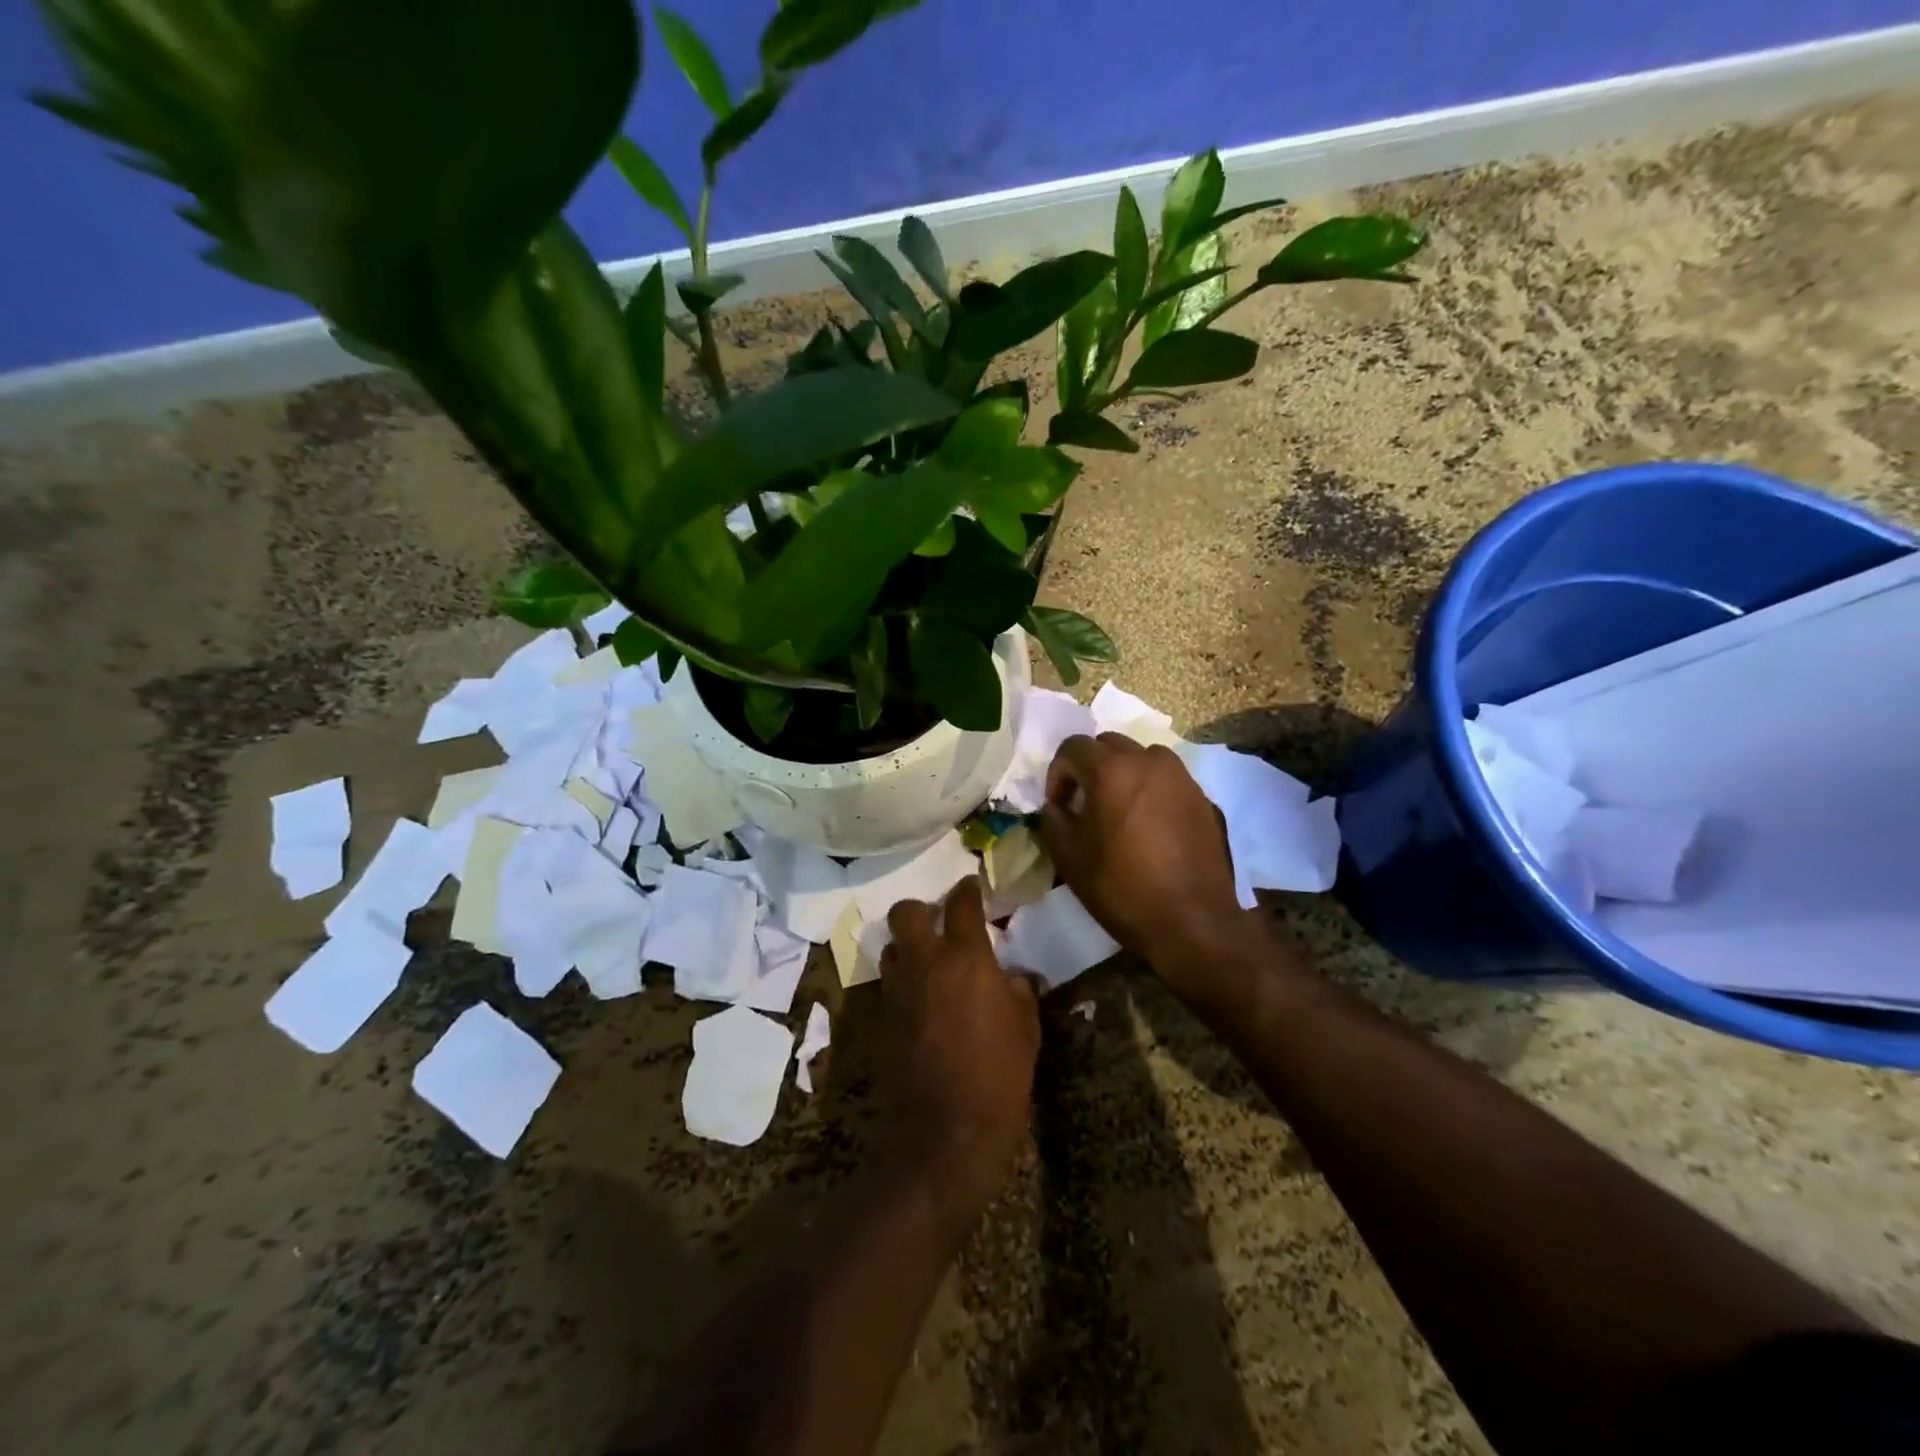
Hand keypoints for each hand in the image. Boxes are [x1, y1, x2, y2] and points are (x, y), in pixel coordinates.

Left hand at [880, 876, 1040, 1216]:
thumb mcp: (1027, 1031)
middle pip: (908, 912)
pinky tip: (921, 998)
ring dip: (909, 945)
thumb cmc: (999, 1076)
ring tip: (929, 961)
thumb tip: (1015, 977)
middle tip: (942, 923)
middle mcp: (925, 962)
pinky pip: (889, 982)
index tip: (973, 885)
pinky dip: (902, 979)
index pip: (961, 902)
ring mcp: (898, 989)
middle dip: (923, 909)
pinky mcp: (882, 1017)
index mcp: (966, 957)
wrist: (944, 1131)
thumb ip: (1020, 993)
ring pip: (892, 946)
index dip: (968, 889)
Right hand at [1038, 733, 1254, 969]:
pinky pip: (1167, 779)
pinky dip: (1151, 789)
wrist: (1193, 921)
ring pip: (1142, 757)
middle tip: (1085, 803)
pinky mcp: (1202, 797)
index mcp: (1111, 770)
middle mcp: (1148, 761)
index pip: (1073, 747)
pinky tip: (1149, 825)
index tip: (1058, 805)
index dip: (1058, 773)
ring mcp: (1181, 777)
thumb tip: (1057, 806)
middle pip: (1109, 744)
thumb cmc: (1123, 889)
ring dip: (1124, 773)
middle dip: (1090, 767)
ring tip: (1119, 809)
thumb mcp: (1070, 858)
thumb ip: (1054, 820)